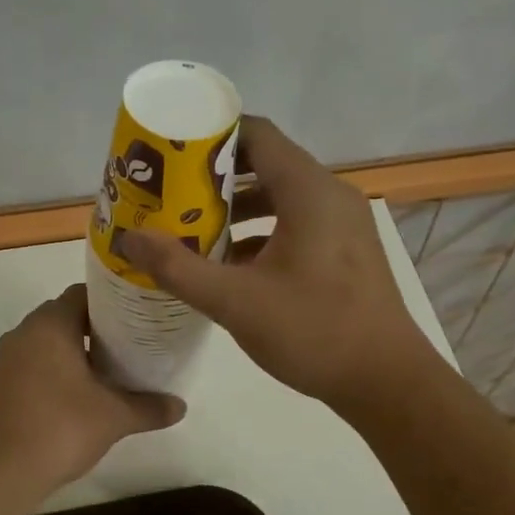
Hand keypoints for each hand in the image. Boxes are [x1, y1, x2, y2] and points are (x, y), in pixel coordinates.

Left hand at [0, 286, 185, 495]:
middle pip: (66, 315)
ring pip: (48, 341)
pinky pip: (33, 362)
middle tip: (131, 344)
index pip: (84, 293)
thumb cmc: (60, 429)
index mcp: (50, 325)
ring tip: (110, 370)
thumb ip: (149, 407)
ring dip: (76, 350)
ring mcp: (6, 359)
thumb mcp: (114, 417)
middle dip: (98, 328)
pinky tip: (79, 394)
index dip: (114, 302)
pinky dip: (56, 369)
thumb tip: (181, 406)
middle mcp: (24, 332)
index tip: (139, 317)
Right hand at [121, 117, 430, 408]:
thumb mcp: (235, 301)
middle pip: (265, 164)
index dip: (210, 137)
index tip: (170, 154)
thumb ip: (177, 267)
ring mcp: (342, 224)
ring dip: (235, 209)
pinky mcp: (345, 251)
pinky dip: (260, 232)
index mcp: (308, 191)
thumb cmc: (313, 331)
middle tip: (170, 193)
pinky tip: (228, 264)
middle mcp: (329, 195)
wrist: (386, 381)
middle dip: (215, 178)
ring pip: (280, 198)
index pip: (256, 134)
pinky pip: (295, 224)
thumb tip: (128, 237)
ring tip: (191, 228)